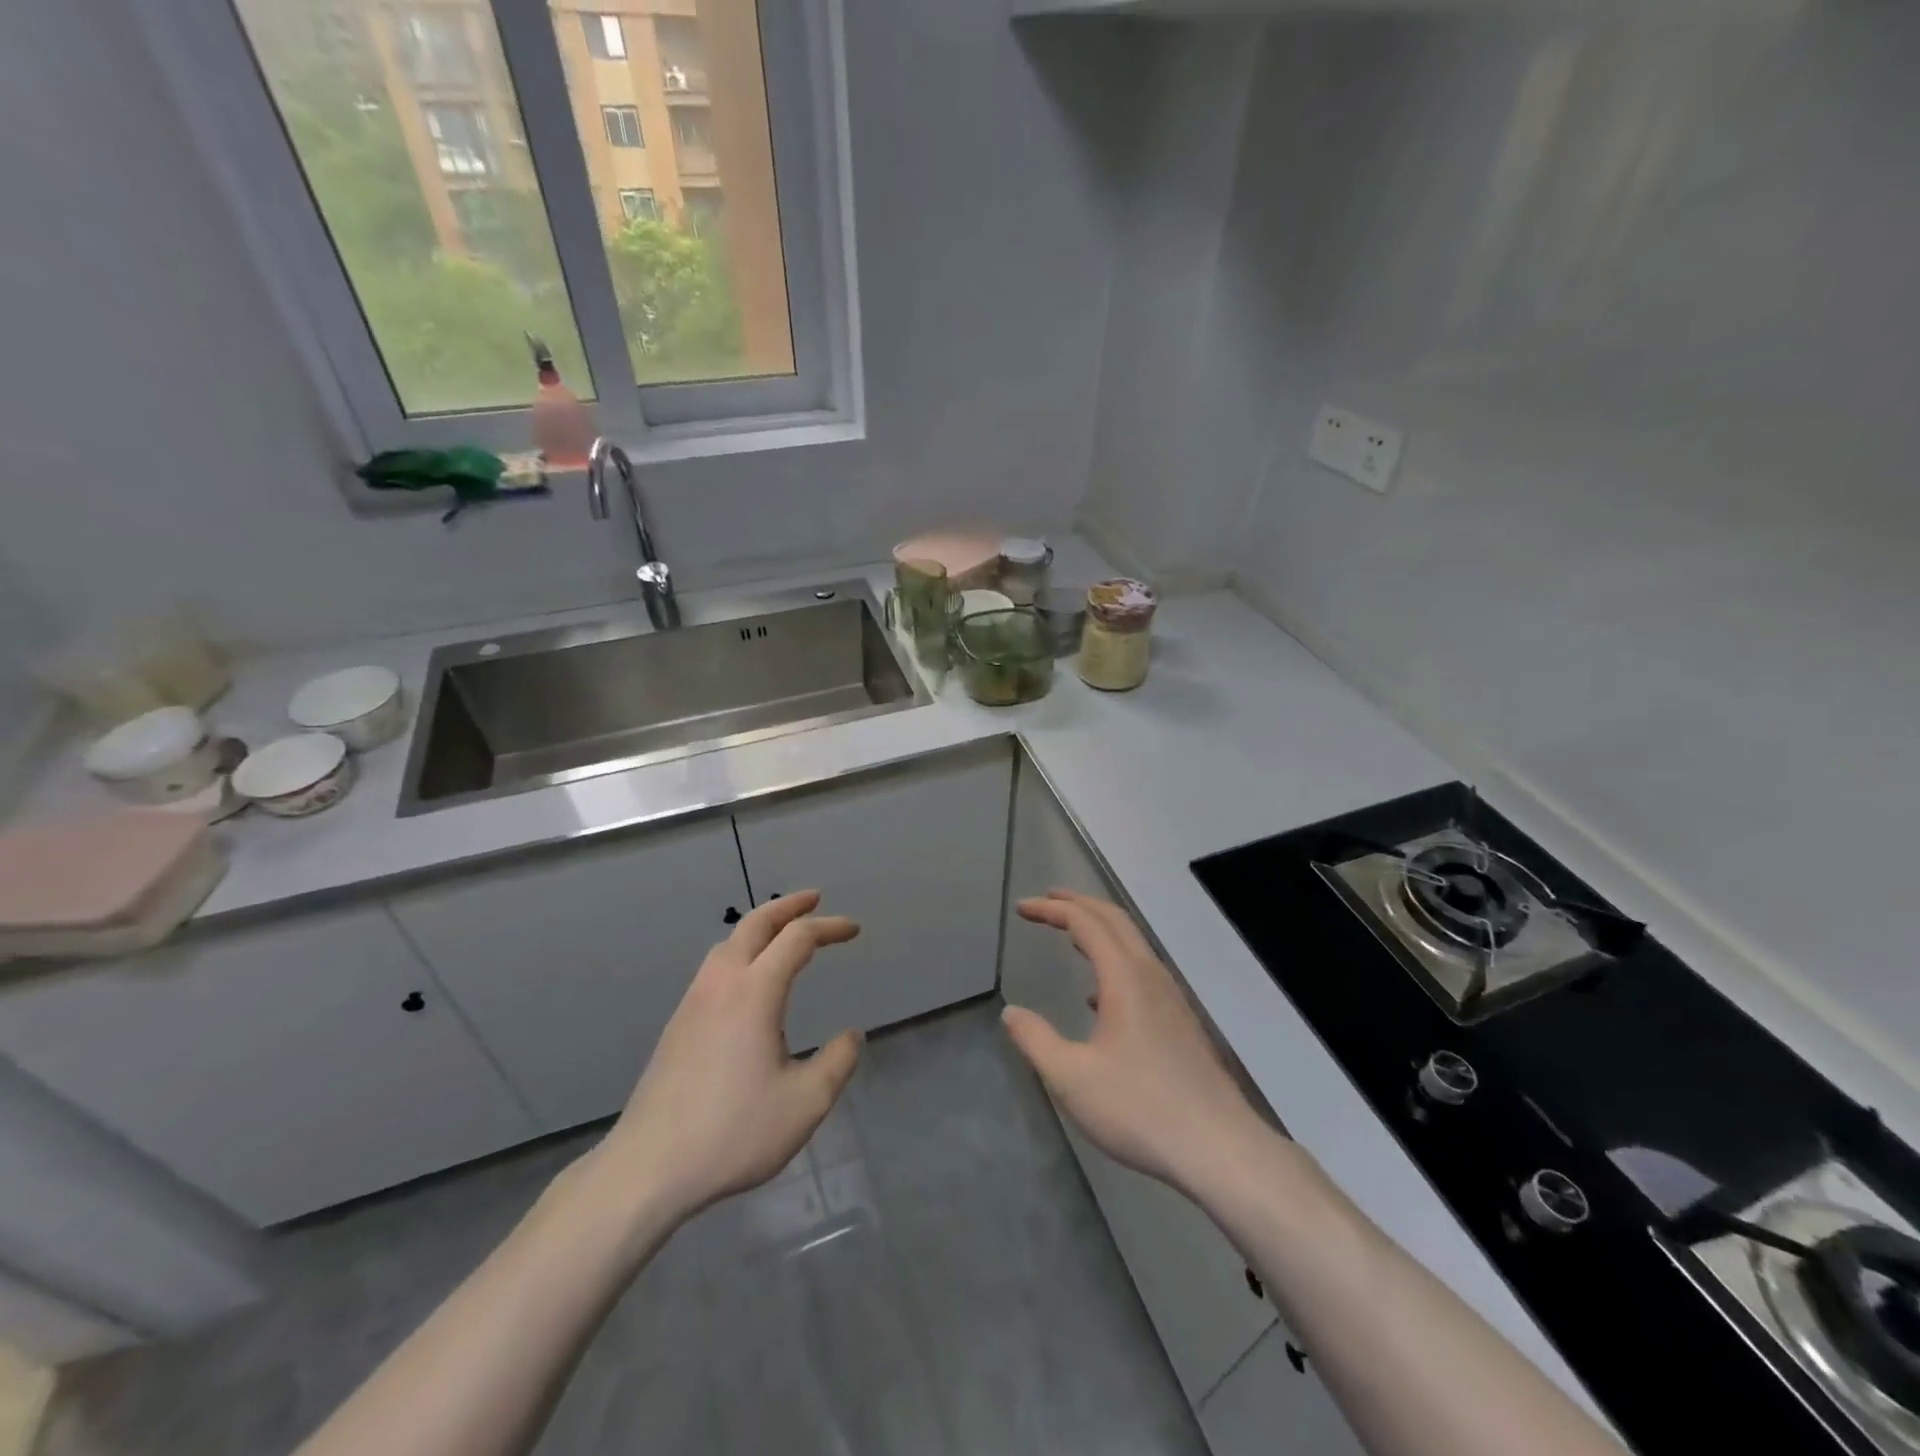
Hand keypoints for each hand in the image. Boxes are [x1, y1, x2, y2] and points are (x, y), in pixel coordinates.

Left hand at [589, 890, 862, 1225]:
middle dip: (788, 906)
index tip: (853, 930)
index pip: (797, 939)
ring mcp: (693, 1003)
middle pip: (755, 924)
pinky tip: (747, 982)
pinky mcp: (677, 1025)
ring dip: (759, 928)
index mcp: (755, 992)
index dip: (829, 927)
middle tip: (814, 899)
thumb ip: (837, 1063)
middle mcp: (721, 984)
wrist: (648, 1168)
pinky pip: (714, 968)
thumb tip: (851, 1036)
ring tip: (782, 935)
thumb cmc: (733, 1132)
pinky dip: (740, 952)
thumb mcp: (805, 1103)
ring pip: (728, 944)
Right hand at [1003, 890, 1266, 1192]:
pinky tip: (1101, 999)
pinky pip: (1143, 971)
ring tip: (1071, 936)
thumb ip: (1036, 1041)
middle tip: (1048, 900)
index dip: (1052, 910)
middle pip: (1115, 921)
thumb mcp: (1072, 1078)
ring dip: (1100, 930)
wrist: (1220, 1149)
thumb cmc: (1140, 1108)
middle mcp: (1151, 977)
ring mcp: (1172, 999)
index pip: (1085, 923)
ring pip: (1133, 945)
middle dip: (1079, 904)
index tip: (1022, 908)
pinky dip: (1116, 961)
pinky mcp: (1182, 1023)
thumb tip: (1011, 1013)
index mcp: (1125, 978)